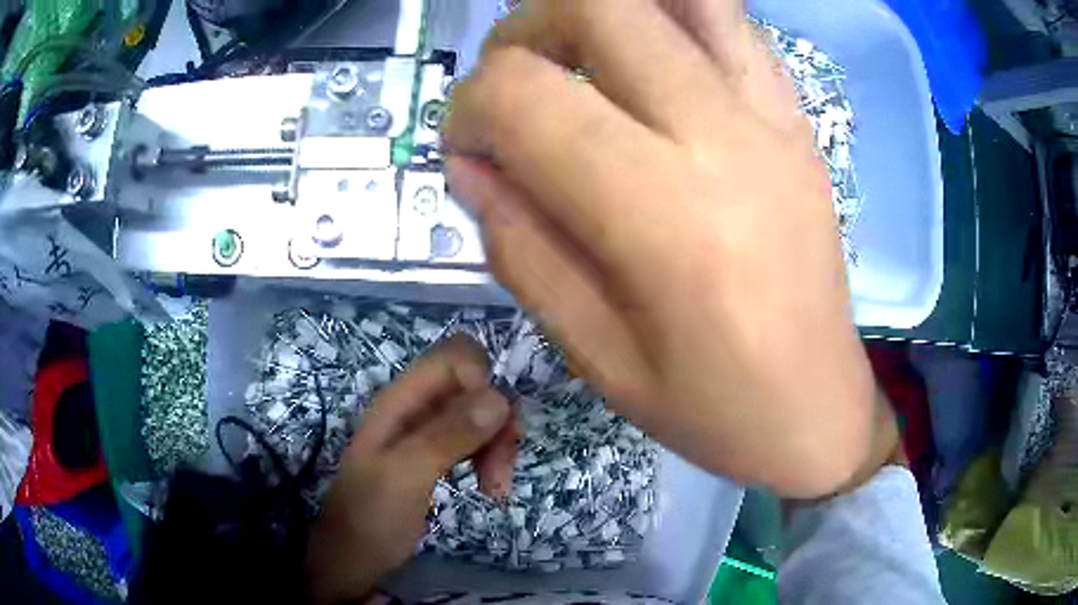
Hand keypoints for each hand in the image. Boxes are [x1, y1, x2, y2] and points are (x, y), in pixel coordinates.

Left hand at [306, 336, 515, 604]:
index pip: (455, 356)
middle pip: (475, 386)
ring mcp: (425, 432)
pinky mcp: (435, 455)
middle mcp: (415, 407)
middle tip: (500, 472)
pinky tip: (489, 488)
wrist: (353, 559)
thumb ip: (448, 435)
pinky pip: (474, 440)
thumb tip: (500, 398)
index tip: (492, 427)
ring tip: (495, 489)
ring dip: (498, 445)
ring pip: (480, 415)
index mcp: (401, 400)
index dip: (482, 382)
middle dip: (498, 420)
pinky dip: (489, 458)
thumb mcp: (406, 476)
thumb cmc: (371, 517)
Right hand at [444, 0, 878, 497]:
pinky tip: (650, 60)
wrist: (817, 407)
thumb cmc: (710, 406)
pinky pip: (730, 20)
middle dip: (526, 29)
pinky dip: (671, 15)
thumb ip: (519, 245)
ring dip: (600, 10)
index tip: (470, 148)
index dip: (467, 107)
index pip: (524, 93)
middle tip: (516, 81)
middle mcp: (720, 137)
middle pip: (597, 5)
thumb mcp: (592, 354)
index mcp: (662, 215)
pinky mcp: (796, 117)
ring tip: (579, 56)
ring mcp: (771, 115)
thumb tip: (471, 163)